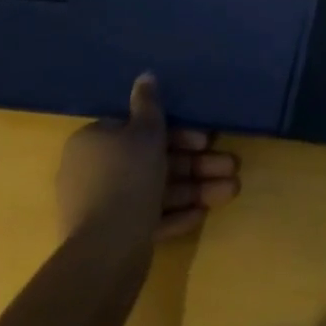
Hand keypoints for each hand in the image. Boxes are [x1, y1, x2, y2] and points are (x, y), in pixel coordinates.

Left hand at [57, 74, 240, 244]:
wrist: (106, 249)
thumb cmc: (129, 176)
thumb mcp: (146, 132)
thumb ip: (149, 104)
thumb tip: (145, 75)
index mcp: (94, 142)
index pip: (139, 129)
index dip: (179, 133)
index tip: (207, 140)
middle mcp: (94, 172)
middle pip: (153, 161)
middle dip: (197, 165)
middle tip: (231, 166)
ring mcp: (101, 207)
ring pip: (156, 190)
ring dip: (194, 189)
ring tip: (231, 191)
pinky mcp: (111, 237)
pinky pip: (147, 217)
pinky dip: (174, 213)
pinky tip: (202, 214)